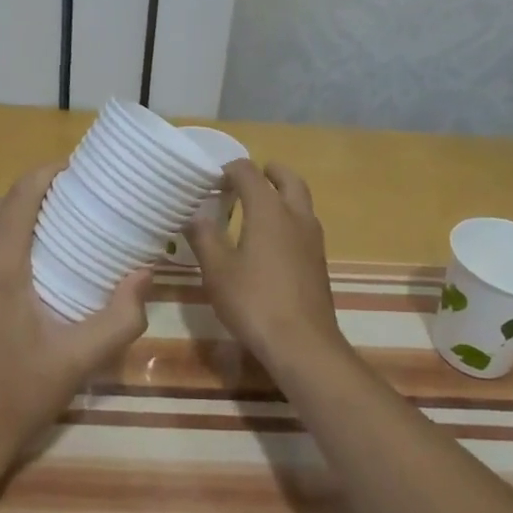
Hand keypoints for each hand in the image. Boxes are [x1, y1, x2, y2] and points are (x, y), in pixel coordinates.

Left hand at [0, 162, 151, 483]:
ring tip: (44, 244)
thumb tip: (144, 273)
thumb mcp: (78, 361)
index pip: (18, 199)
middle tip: (66, 208)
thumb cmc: (17, 399)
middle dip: (27, 199)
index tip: (72, 169)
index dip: (44, 174)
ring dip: (6, 229)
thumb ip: (119, 317)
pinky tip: (13, 290)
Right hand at [186, 160, 345, 369]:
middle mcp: (296, 216)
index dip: (231, 169)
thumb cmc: (254, 301)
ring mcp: (312, 239)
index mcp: (269, 210)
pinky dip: (289, 218)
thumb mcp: (217, 270)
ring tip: (259, 206)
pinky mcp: (319, 262)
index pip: (250, 173)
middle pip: (289, 179)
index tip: (214, 177)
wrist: (303, 344)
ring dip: (283, 194)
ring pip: (301, 202)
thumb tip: (194, 216)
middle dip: (269, 172)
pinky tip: (272, 240)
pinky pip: (304, 225)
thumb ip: (204, 238)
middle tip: (250, 176)